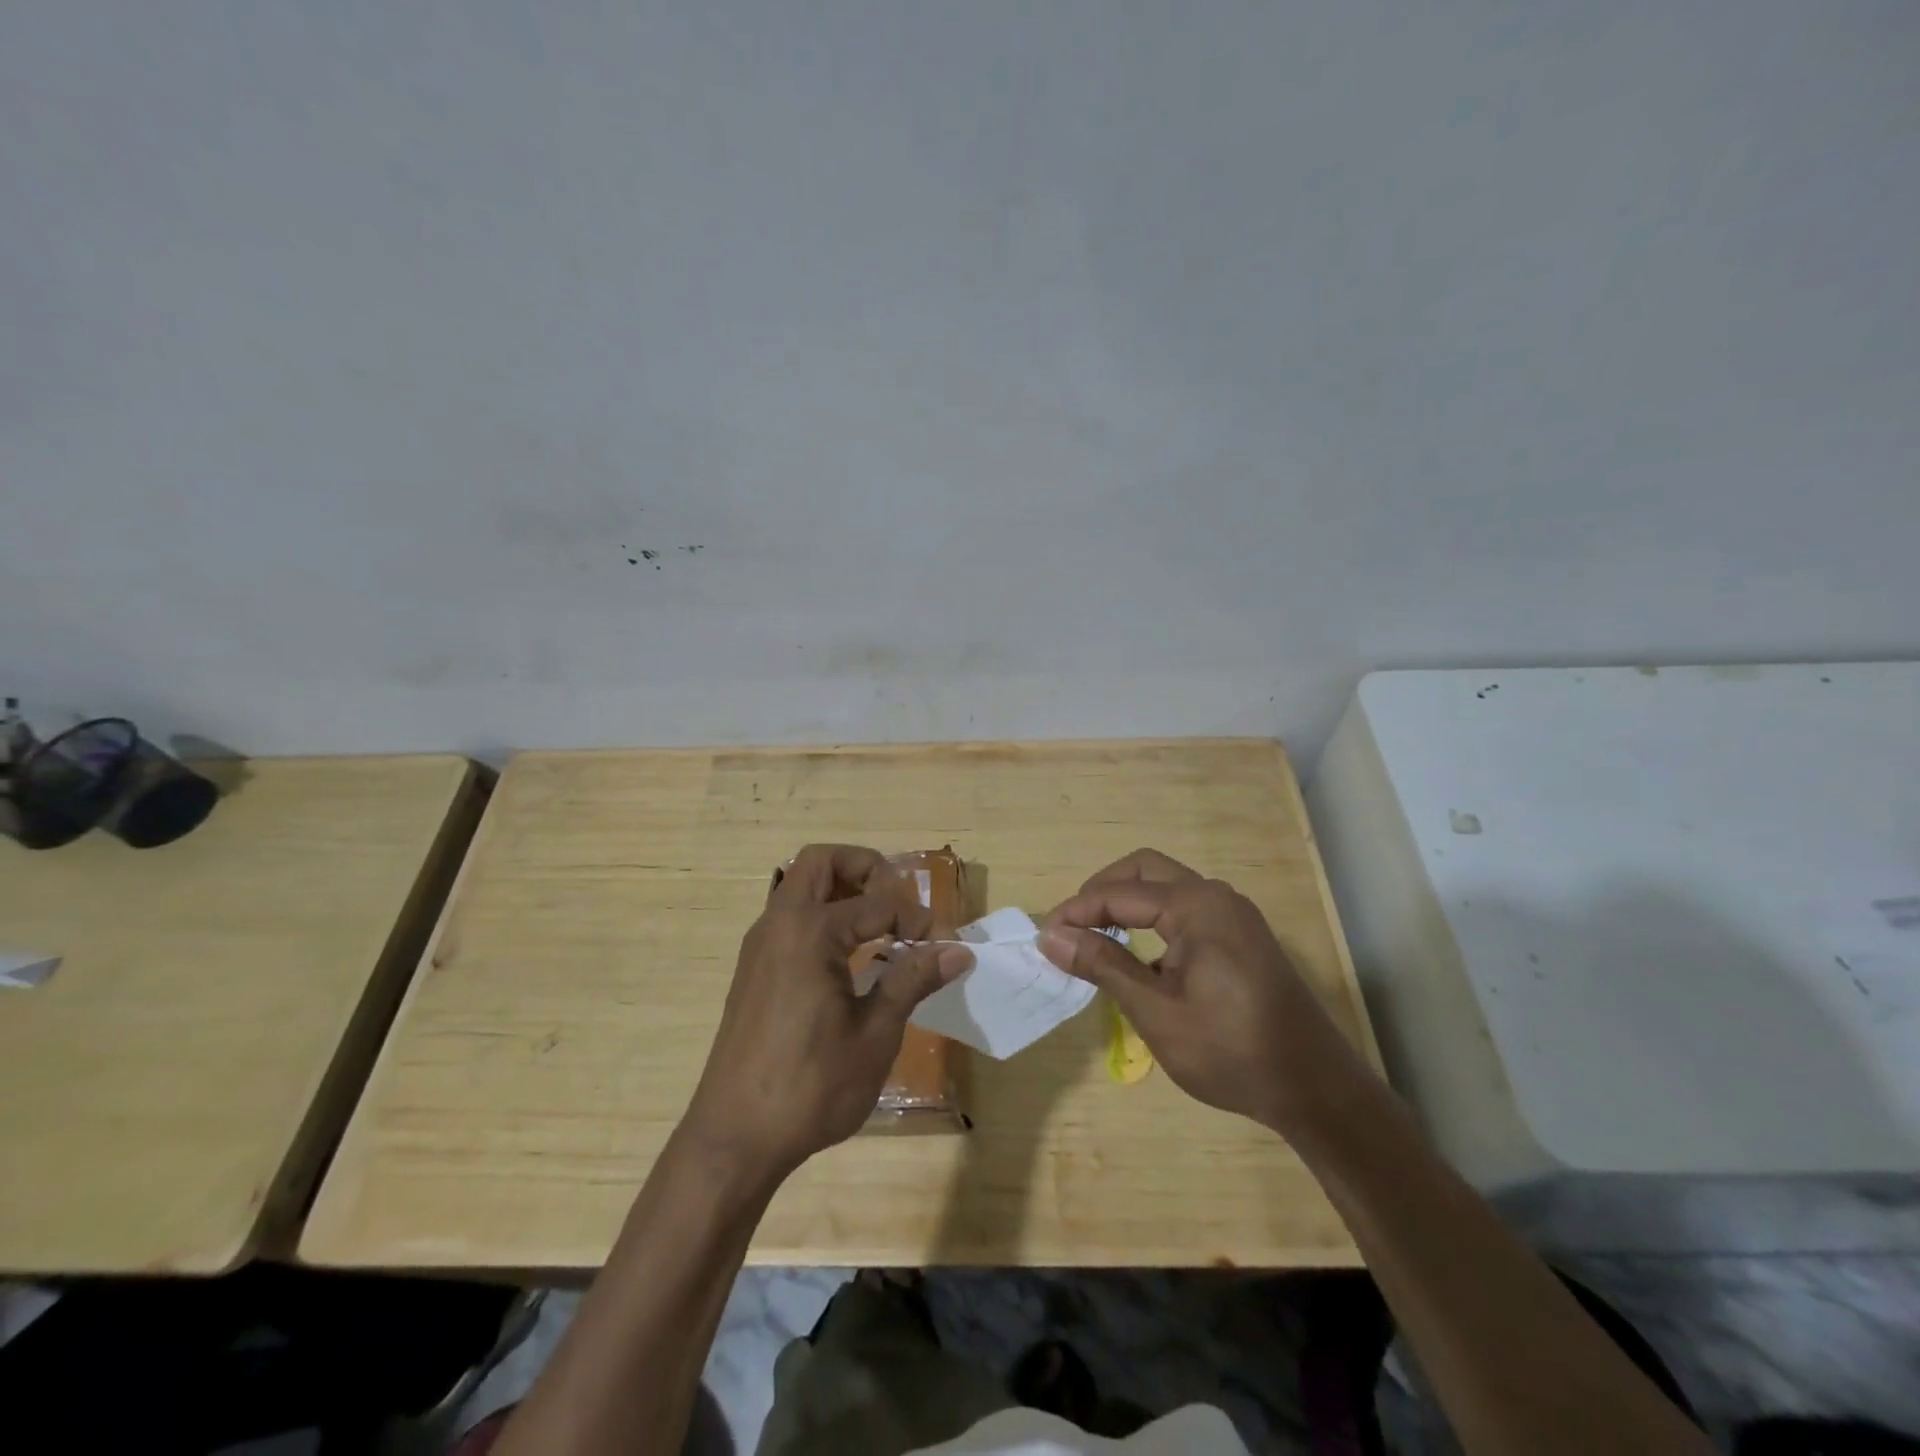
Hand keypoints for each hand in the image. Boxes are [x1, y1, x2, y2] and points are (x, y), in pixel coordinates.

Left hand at [682, 844, 973, 1177]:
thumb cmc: (811, 1086)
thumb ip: (912, 981)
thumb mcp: (875, 1035)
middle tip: (898, 900)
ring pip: (801, 887)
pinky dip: (823, 915)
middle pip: (820, 862)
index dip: (916, 920)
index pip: (878, 903)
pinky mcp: (753, 970)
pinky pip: (790, 917)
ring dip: (842, 889)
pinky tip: (850, 956)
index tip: (942, 947)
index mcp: (809, 931)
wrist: (734, 1139)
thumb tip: (957, 951)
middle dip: (865, 868)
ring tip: (881, 924)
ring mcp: (760, 946)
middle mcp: (779, 924)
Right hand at [1038, 849, 1362, 1134]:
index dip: (1077, 911)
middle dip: (1102, 891)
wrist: (1316, 1091)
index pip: (1121, 893)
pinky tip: (1139, 959)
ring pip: (1166, 888)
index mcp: (1198, 906)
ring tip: (1096, 940)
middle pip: (1145, 871)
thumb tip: (1052, 935)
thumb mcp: (1157, 1012)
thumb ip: (1104, 965)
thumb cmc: (1232, 1052)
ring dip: (1127, 904)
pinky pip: (1185, 911)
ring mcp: (1234, 915)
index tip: (1044, 936)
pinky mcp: (1242, 937)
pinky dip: (1153, 921)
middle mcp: (1217, 897)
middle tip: (1071, 928)